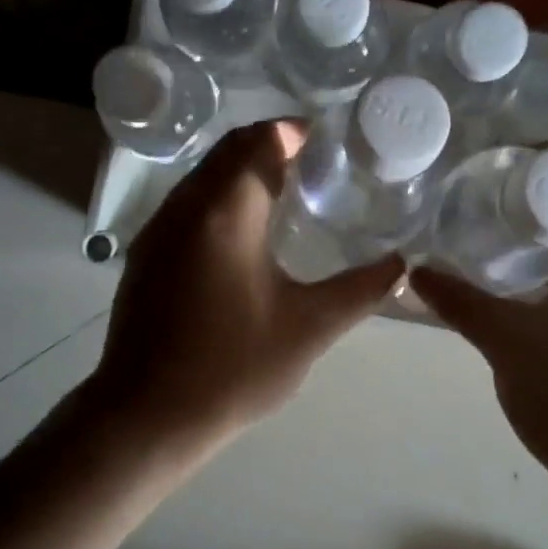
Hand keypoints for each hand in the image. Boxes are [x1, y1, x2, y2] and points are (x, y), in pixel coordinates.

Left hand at [88, 121, 402, 450]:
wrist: (147, 416)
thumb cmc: (233, 368)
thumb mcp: (310, 328)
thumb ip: (361, 290)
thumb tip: (402, 266)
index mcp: (226, 213)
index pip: (260, 142)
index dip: (294, 132)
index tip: (328, 142)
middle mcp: (186, 207)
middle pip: (228, 151)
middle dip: (270, 145)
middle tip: (314, 164)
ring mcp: (158, 231)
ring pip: (203, 176)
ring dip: (241, 172)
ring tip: (285, 193)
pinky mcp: (145, 256)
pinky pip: (187, 204)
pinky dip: (219, 198)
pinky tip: (243, 236)